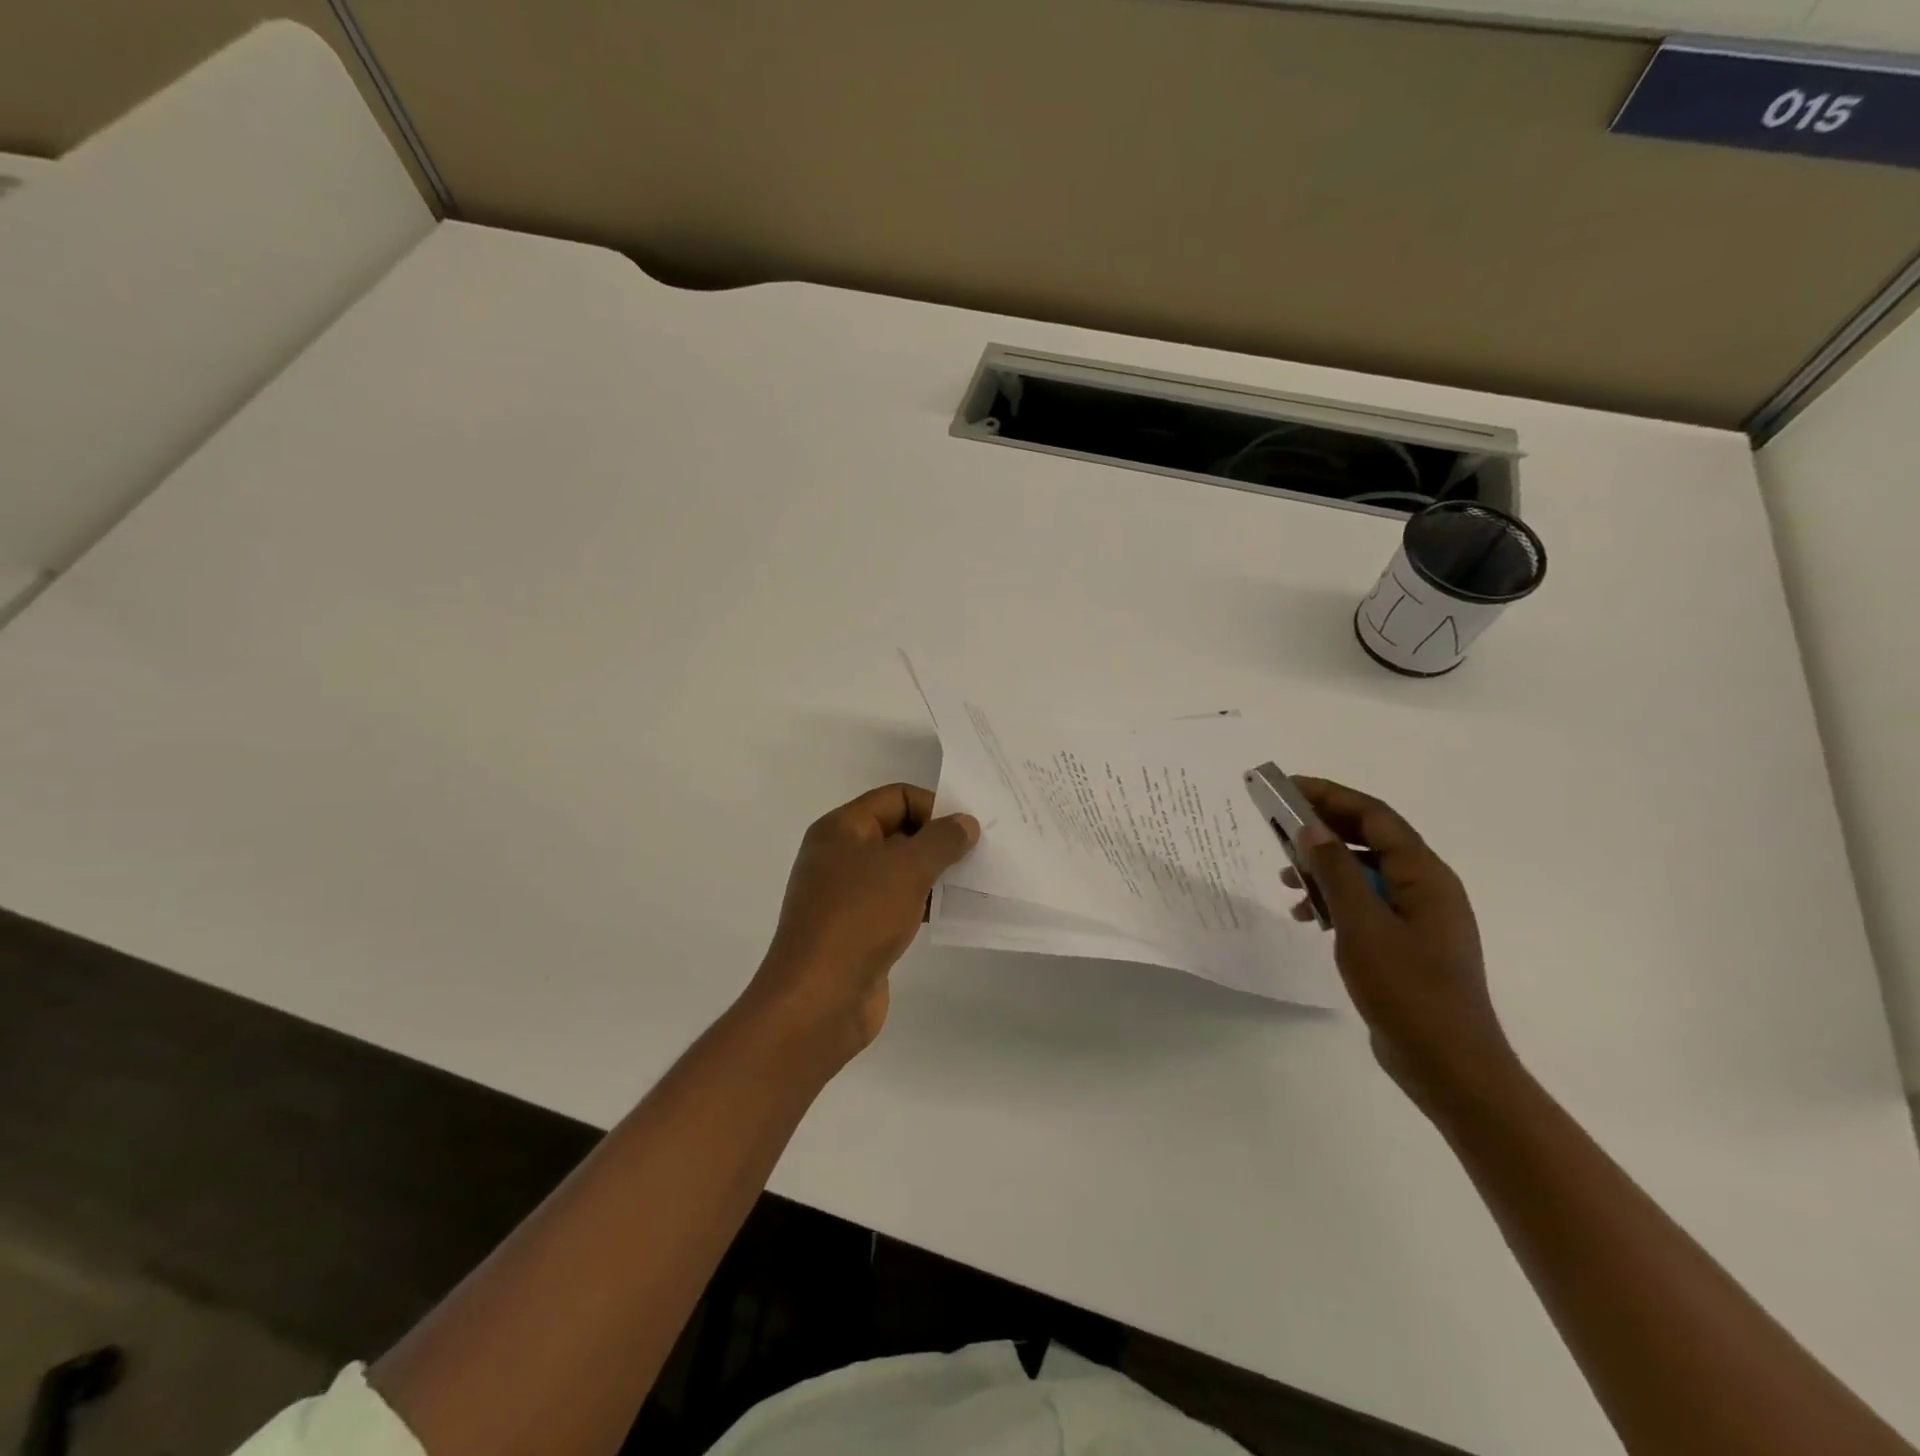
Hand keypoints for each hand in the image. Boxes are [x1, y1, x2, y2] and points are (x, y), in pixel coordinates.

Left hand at [750, 783, 979, 1060]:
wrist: (819, 999)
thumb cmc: (859, 919)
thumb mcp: (907, 869)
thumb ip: (941, 840)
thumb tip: (964, 823)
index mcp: (841, 828)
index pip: (895, 797)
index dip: (933, 807)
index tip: (967, 830)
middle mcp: (839, 855)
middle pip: (897, 831)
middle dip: (937, 841)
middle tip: (978, 854)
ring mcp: (845, 895)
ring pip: (898, 870)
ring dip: (933, 874)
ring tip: (972, 883)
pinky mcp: (856, 929)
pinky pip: (895, 903)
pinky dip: (921, 903)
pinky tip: (950, 913)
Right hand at [1281, 777, 1516, 1112]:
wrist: (1448, 1065)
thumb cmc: (1407, 989)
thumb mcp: (1362, 924)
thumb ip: (1335, 871)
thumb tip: (1310, 827)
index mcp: (1425, 875)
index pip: (1374, 817)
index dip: (1330, 796)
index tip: (1287, 787)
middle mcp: (1425, 888)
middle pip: (1369, 841)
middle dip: (1322, 830)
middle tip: (1276, 826)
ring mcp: (1417, 918)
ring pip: (1364, 874)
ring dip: (1324, 869)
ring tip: (1285, 879)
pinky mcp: (1406, 944)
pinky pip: (1365, 905)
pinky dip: (1334, 901)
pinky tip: (1308, 917)